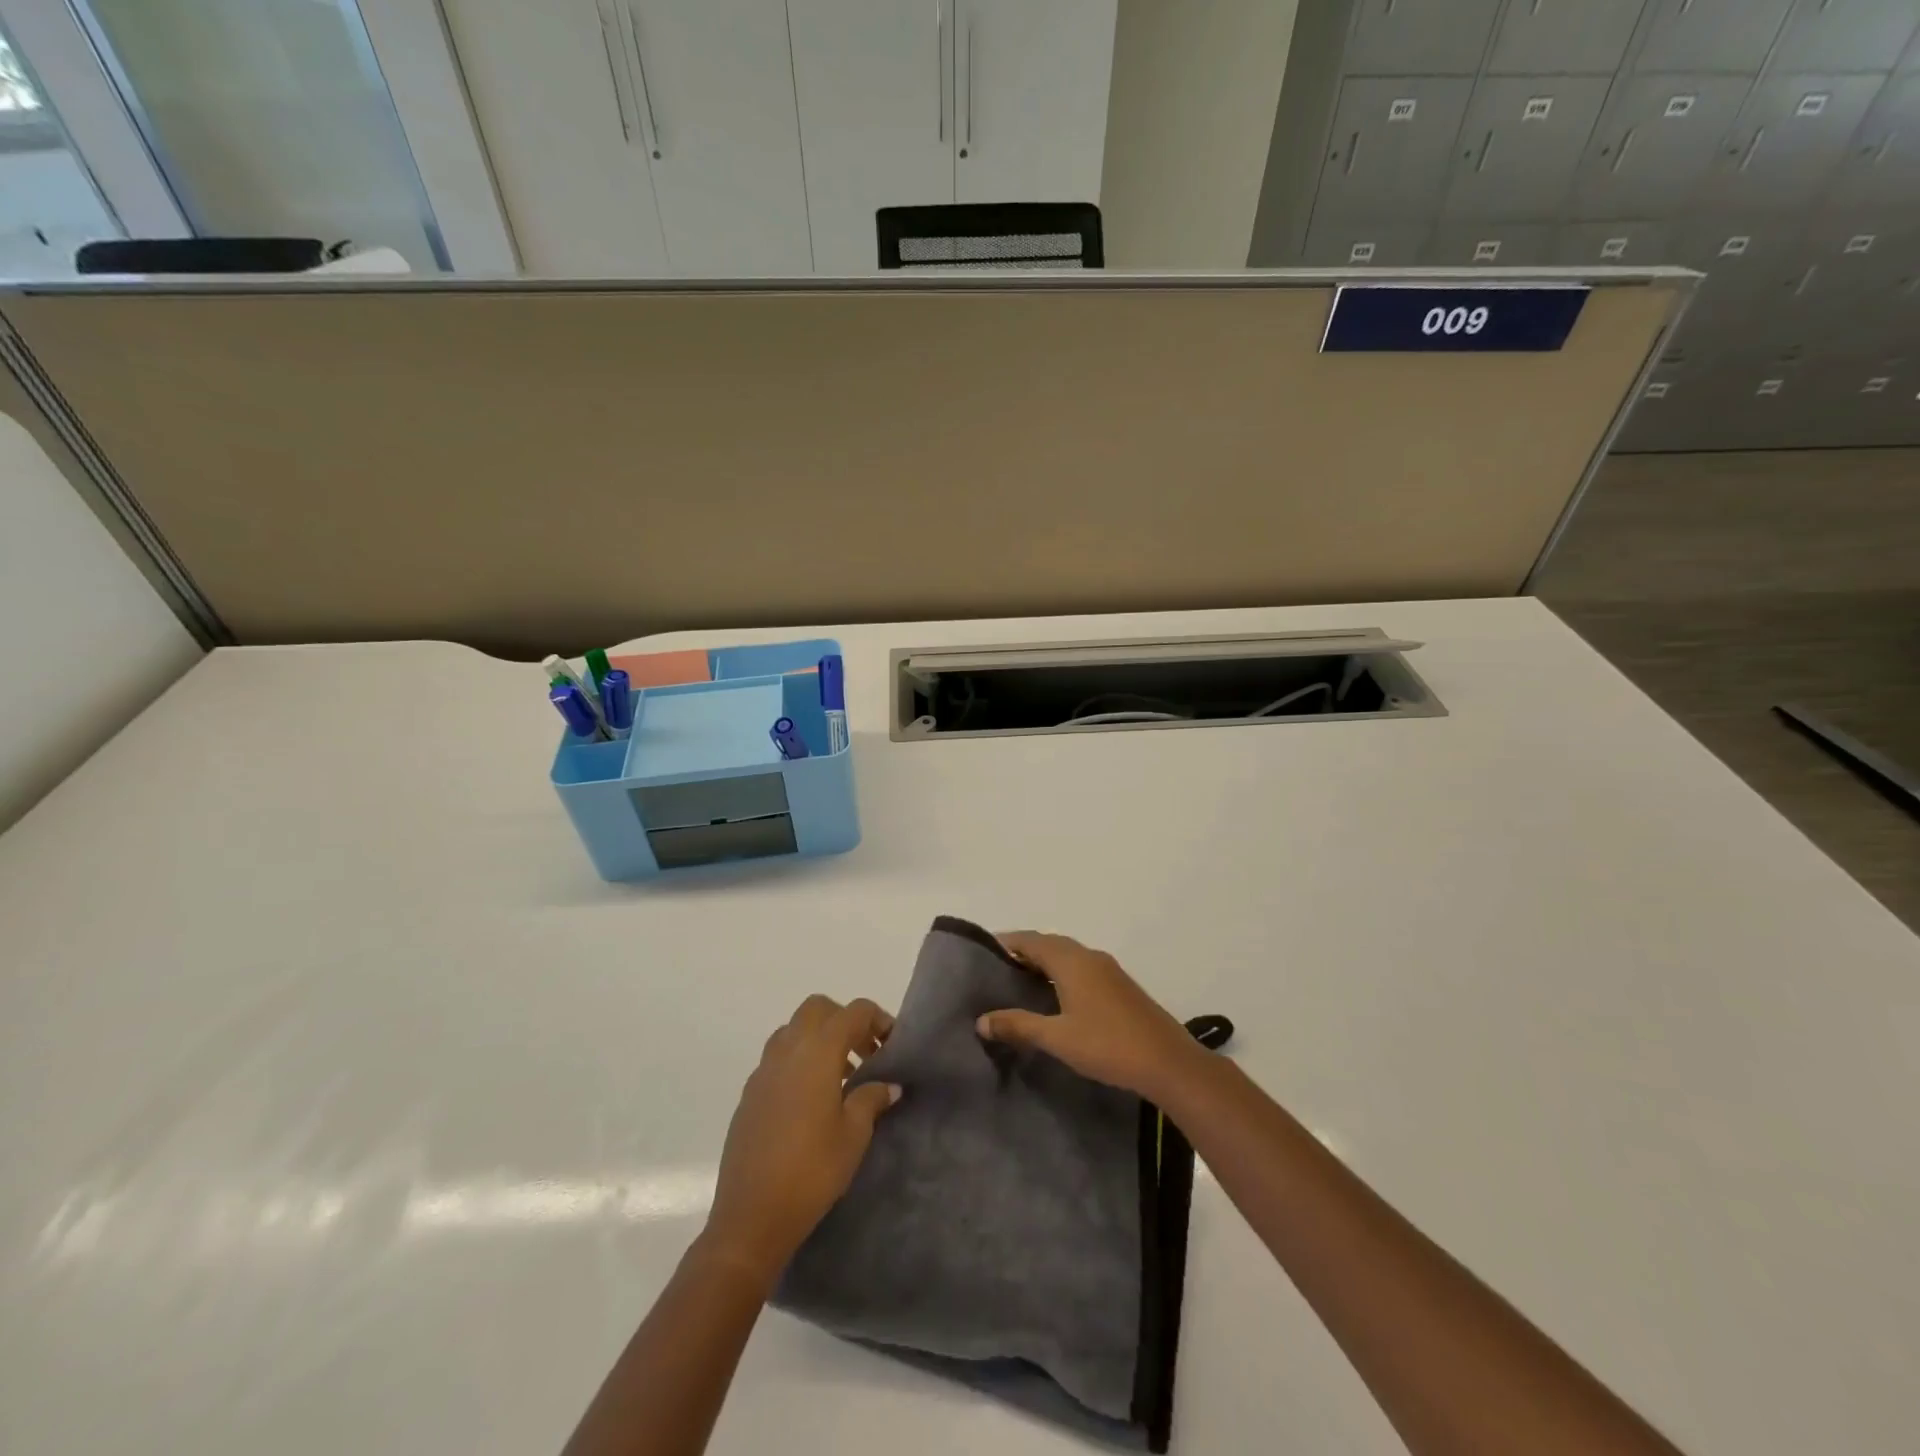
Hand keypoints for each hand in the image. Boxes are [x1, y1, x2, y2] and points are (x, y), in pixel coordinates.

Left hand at [703, 995, 900, 1285]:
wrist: (750, 1217)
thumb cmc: (812, 1171)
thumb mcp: (854, 1135)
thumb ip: (872, 1098)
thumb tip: (888, 1084)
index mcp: (817, 1051)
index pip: (853, 1012)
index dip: (878, 1019)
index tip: (893, 1044)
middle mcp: (787, 1050)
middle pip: (818, 1009)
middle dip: (845, 1020)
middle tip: (865, 1053)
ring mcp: (763, 1070)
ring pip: (794, 1030)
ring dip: (820, 1039)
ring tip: (842, 1078)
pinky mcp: (749, 1094)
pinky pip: (778, 1058)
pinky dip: (799, 1061)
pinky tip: (812, 1101)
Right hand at [977, 931, 1206, 1103]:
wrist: (1168, 1062)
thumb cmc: (1107, 1045)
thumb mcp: (1057, 1037)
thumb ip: (1018, 1025)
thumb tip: (981, 1020)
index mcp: (1071, 961)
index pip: (1031, 940)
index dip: (1006, 943)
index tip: (982, 951)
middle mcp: (1089, 956)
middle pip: (1049, 944)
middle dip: (1023, 951)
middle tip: (996, 969)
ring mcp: (1108, 970)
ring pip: (1067, 956)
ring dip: (1044, 962)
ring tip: (1019, 982)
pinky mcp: (1120, 986)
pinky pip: (1081, 968)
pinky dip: (1061, 973)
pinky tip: (1055, 997)